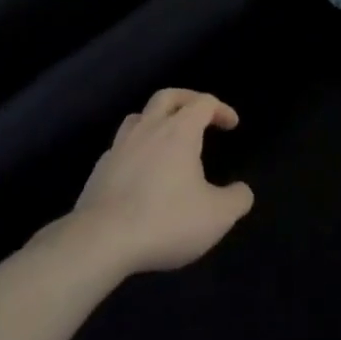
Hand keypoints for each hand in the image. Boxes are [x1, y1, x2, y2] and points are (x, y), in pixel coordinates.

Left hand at [73, 89, 254, 275]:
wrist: (100, 242)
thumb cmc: (165, 221)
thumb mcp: (216, 216)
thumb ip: (237, 199)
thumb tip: (242, 191)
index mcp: (179, 131)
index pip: (203, 103)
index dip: (221, 109)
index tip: (232, 125)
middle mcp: (148, 130)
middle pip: (167, 97)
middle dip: (187, 100)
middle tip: (200, 114)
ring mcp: (119, 148)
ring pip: (138, 118)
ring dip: (156, 120)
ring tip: (167, 139)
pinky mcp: (99, 171)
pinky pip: (120, 148)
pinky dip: (135, 150)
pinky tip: (140, 172)